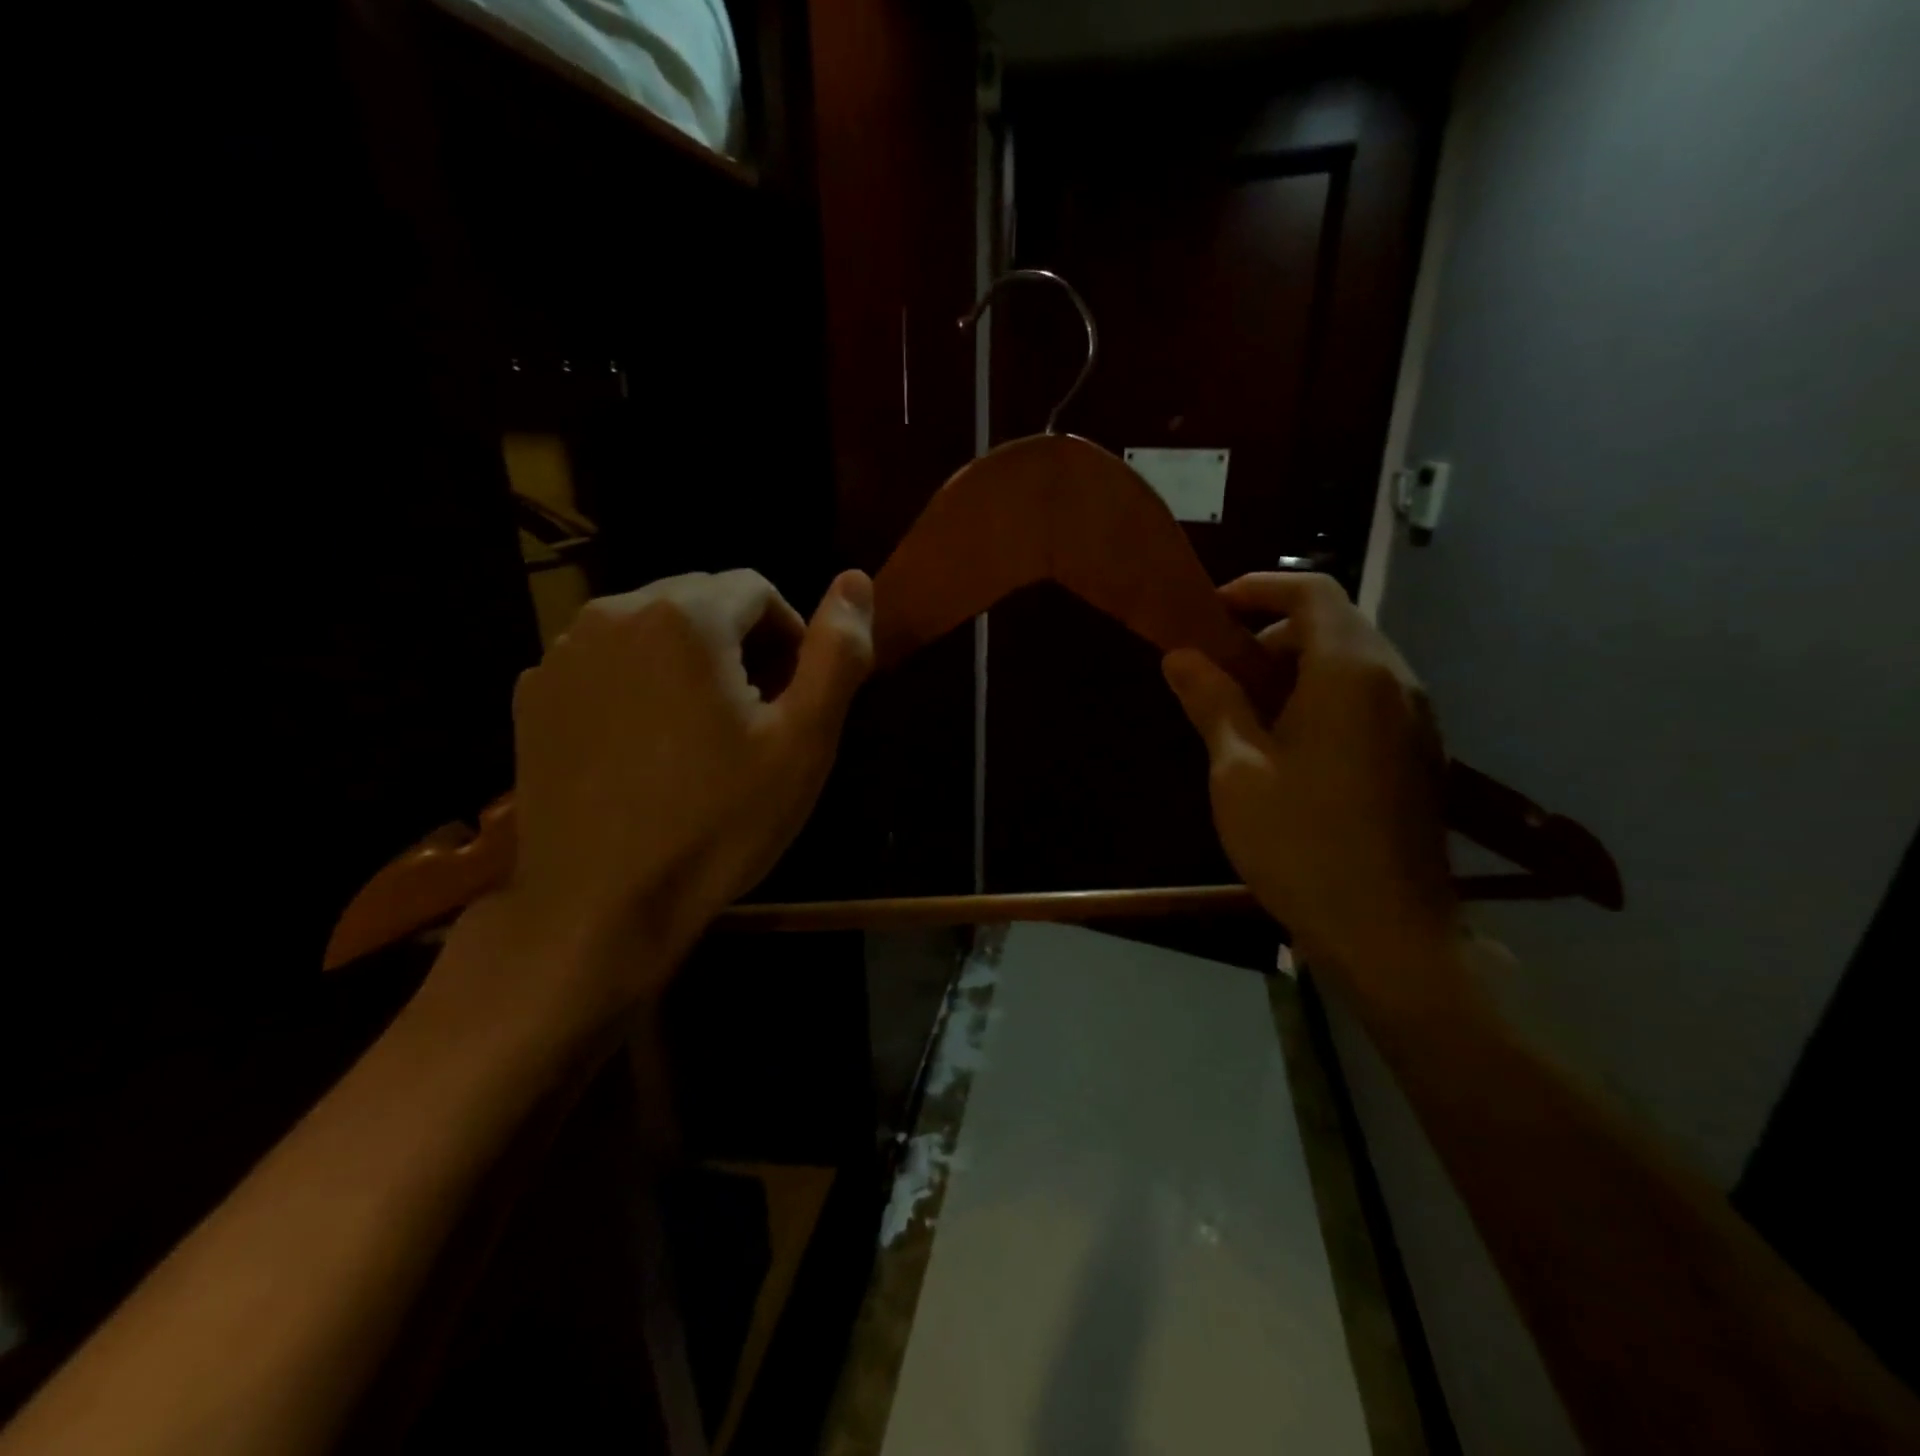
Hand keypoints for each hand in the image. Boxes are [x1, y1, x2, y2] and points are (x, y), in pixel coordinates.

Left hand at [441, 569, 874, 1037]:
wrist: (599, 906)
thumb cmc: (718, 822)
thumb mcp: (803, 741)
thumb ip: (837, 652)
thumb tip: (856, 579)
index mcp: (685, 617)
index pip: (756, 589)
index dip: (790, 637)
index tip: (794, 697)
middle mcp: (613, 614)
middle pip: (700, 603)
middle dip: (739, 645)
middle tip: (755, 719)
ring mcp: (562, 656)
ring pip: (649, 631)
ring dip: (688, 663)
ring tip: (702, 735)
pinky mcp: (534, 698)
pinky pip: (604, 665)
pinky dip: (636, 685)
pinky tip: (645, 749)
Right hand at [1163, 573, 1463, 1008]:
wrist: (1389, 932)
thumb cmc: (1301, 843)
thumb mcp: (1238, 769)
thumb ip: (1212, 702)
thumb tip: (1181, 656)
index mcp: (1351, 672)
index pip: (1311, 592)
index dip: (1258, 587)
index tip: (1211, 611)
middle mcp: (1395, 681)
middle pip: (1334, 623)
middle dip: (1271, 633)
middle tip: (1219, 671)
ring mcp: (1416, 718)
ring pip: (1354, 662)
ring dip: (1297, 667)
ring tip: (1246, 712)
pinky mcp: (1420, 753)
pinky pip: (1369, 698)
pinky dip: (1325, 697)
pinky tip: (1289, 747)